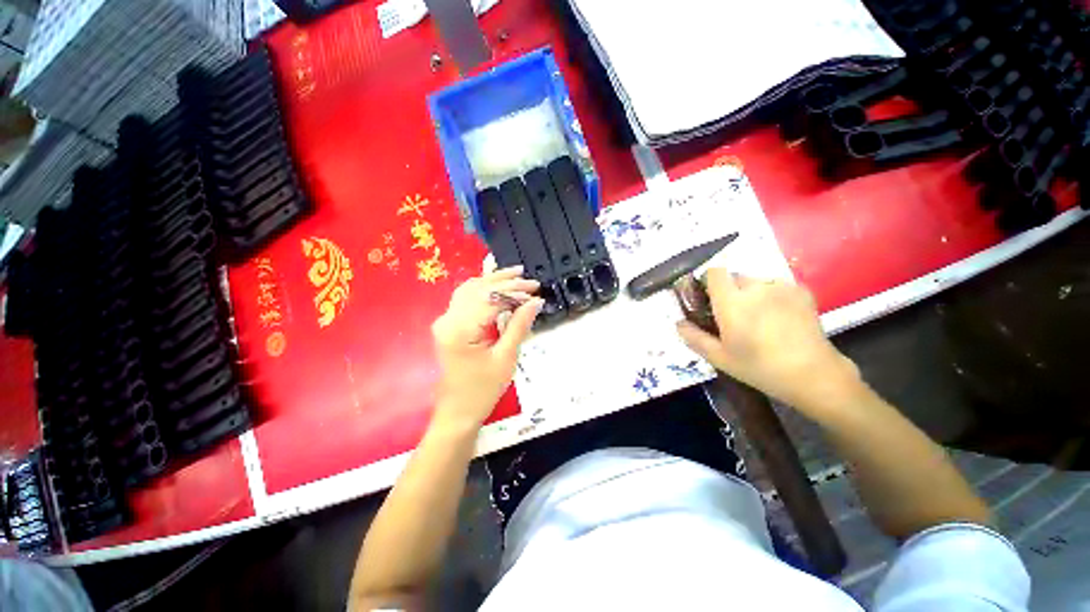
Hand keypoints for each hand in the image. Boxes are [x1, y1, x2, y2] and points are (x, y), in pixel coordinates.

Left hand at [431, 266, 543, 429]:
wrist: (458, 412)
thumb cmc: (483, 390)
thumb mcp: (506, 357)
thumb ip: (519, 325)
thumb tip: (536, 302)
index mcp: (460, 329)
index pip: (490, 298)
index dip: (514, 292)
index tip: (536, 291)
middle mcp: (448, 319)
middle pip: (478, 289)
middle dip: (506, 282)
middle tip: (531, 281)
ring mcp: (445, 321)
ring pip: (470, 289)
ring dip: (493, 281)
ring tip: (516, 275)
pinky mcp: (449, 325)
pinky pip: (465, 298)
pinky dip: (482, 289)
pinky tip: (496, 286)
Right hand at [676, 269, 862, 416]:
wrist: (812, 374)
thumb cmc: (759, 367)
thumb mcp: (719, 358)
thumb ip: (694, 338)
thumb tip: (678, 323)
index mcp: (731, 302)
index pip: (714, 272)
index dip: (708, 281)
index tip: (708, 297)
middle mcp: (755, 288)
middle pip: (735, 276)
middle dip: (730, 290)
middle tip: (734, 314)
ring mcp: (780, 287)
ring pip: (756, 281)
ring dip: (752, 293)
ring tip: (759, 317)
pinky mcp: (801, 291)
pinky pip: (777, 286)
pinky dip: (772, 295)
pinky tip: (779, 317)